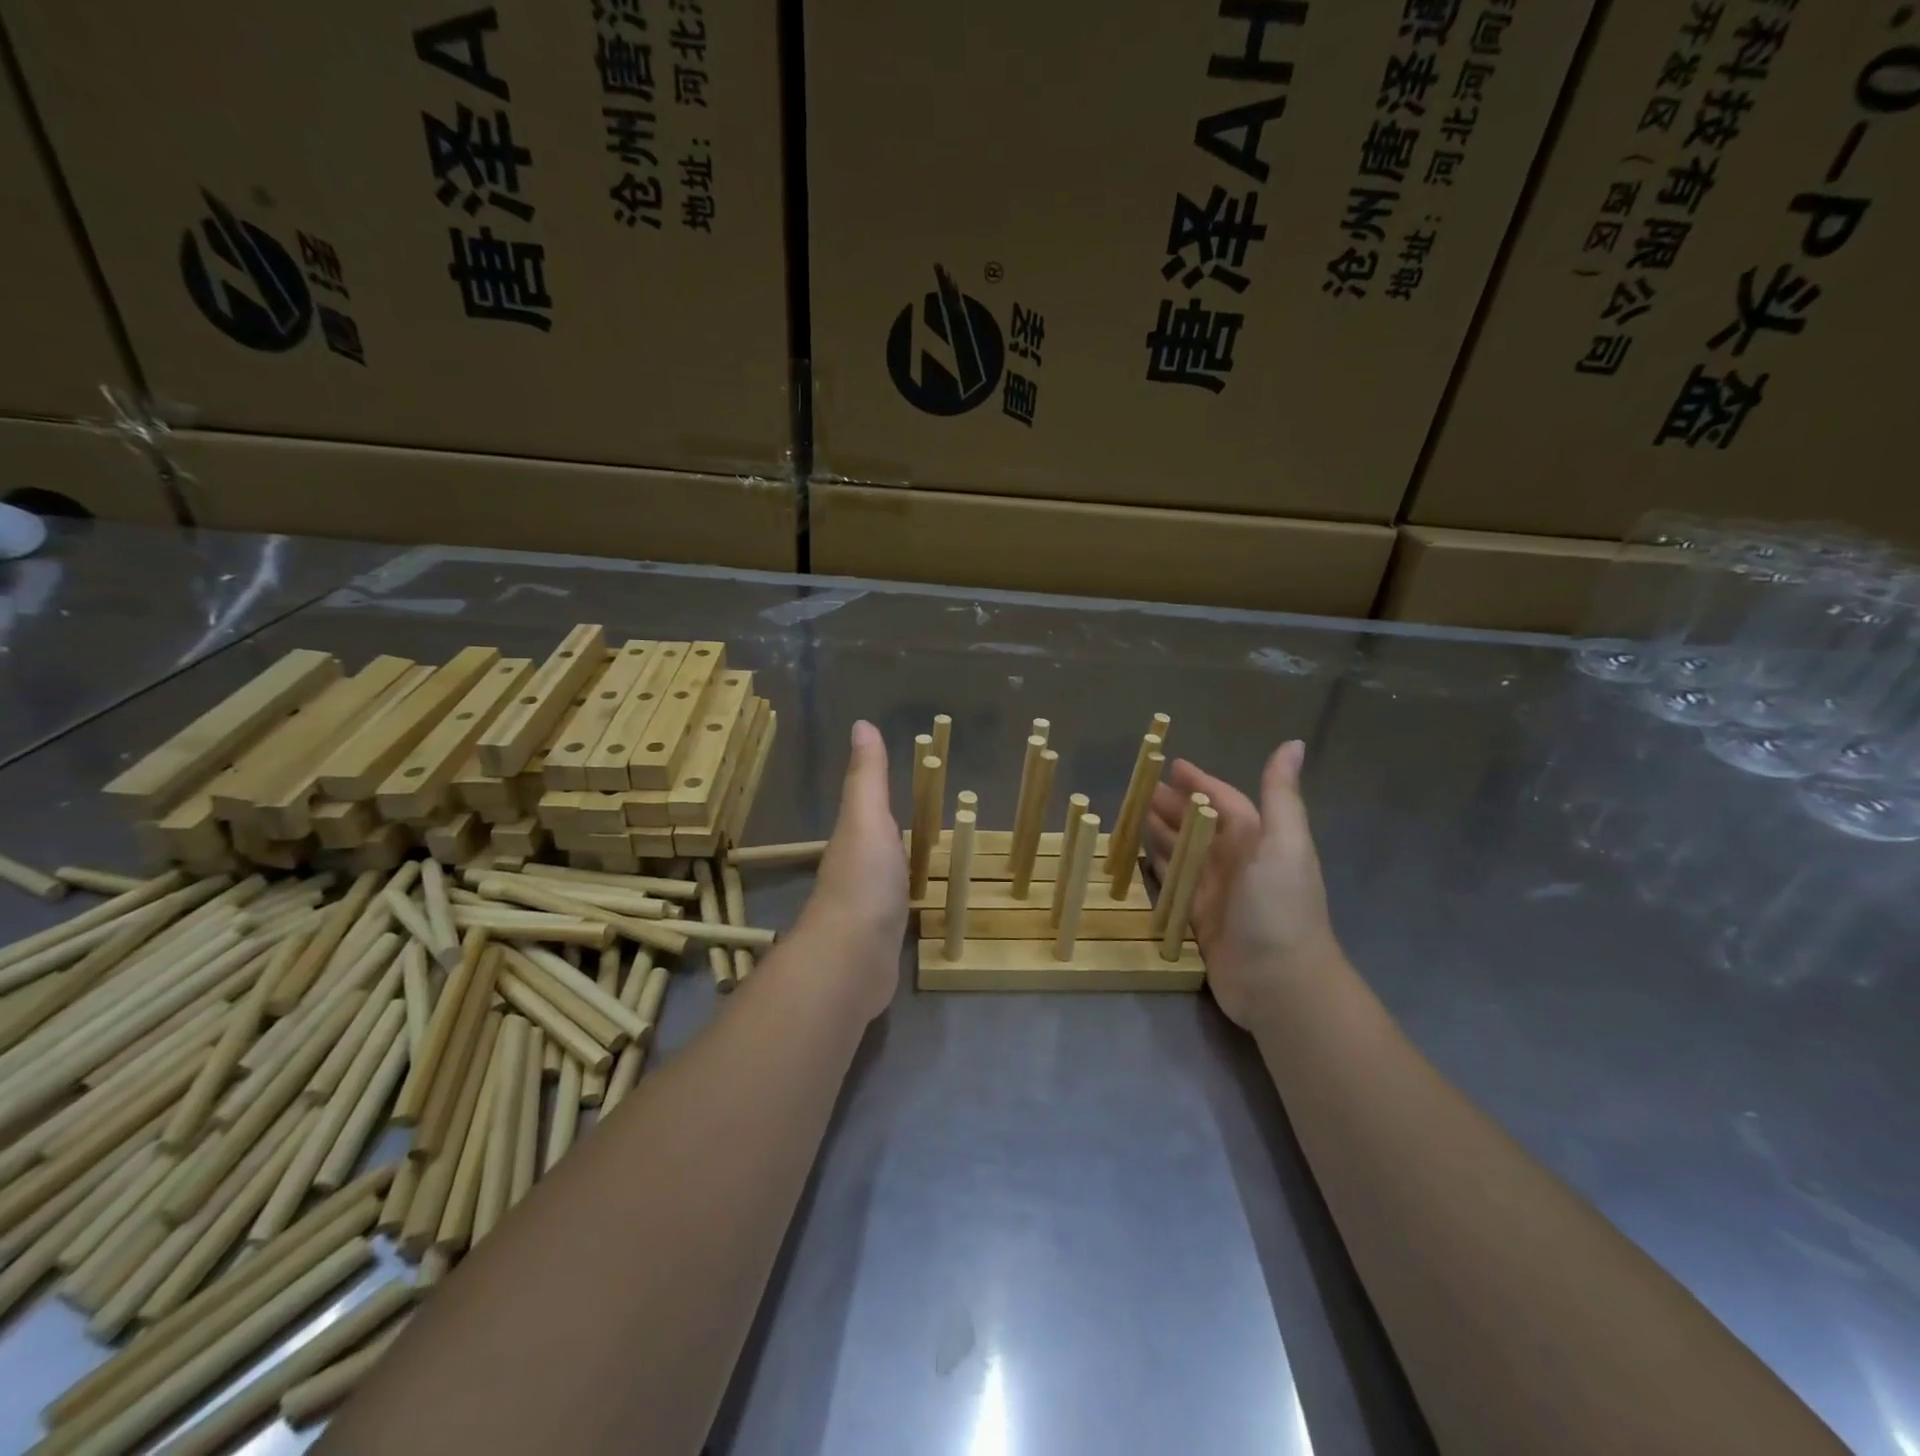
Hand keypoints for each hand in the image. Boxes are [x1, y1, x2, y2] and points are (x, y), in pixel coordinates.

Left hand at [793, 720, 907, 1019]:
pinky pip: (898, 916)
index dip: (883, 803)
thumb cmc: (863, 880)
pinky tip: (923, 910)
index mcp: (853, 843)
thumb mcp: (867, 818)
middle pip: (879, 849)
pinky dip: (908, 907)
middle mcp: (855, 875)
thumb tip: (861, 723)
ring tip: (932, 865)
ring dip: (903, 873)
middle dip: (897, 839)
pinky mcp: (881, 946)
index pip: (869, 815)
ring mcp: (867, 913)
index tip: (911, 791)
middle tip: (932, 828)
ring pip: (888, 883)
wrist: (852, 960)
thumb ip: (867, 777)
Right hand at [1145, 741, 1341, 1029]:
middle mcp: (1236, 862)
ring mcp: (1216, 892)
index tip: (1170, 765)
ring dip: (1160, 833)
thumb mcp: (1285, 844)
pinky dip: (1157, 869)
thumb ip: (1281, 795)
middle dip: (1171, 806)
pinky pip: (1172, 885)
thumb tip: (1294, 743)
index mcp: (1257, 840)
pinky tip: (1138, 858)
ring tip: (1130, 817)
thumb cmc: (1281, 906)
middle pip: (1198, 825)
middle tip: (1137, 792)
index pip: (1224, 801)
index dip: (1200, 782)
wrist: (1281, 982)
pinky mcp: (1199, 920)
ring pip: (1182, 853)